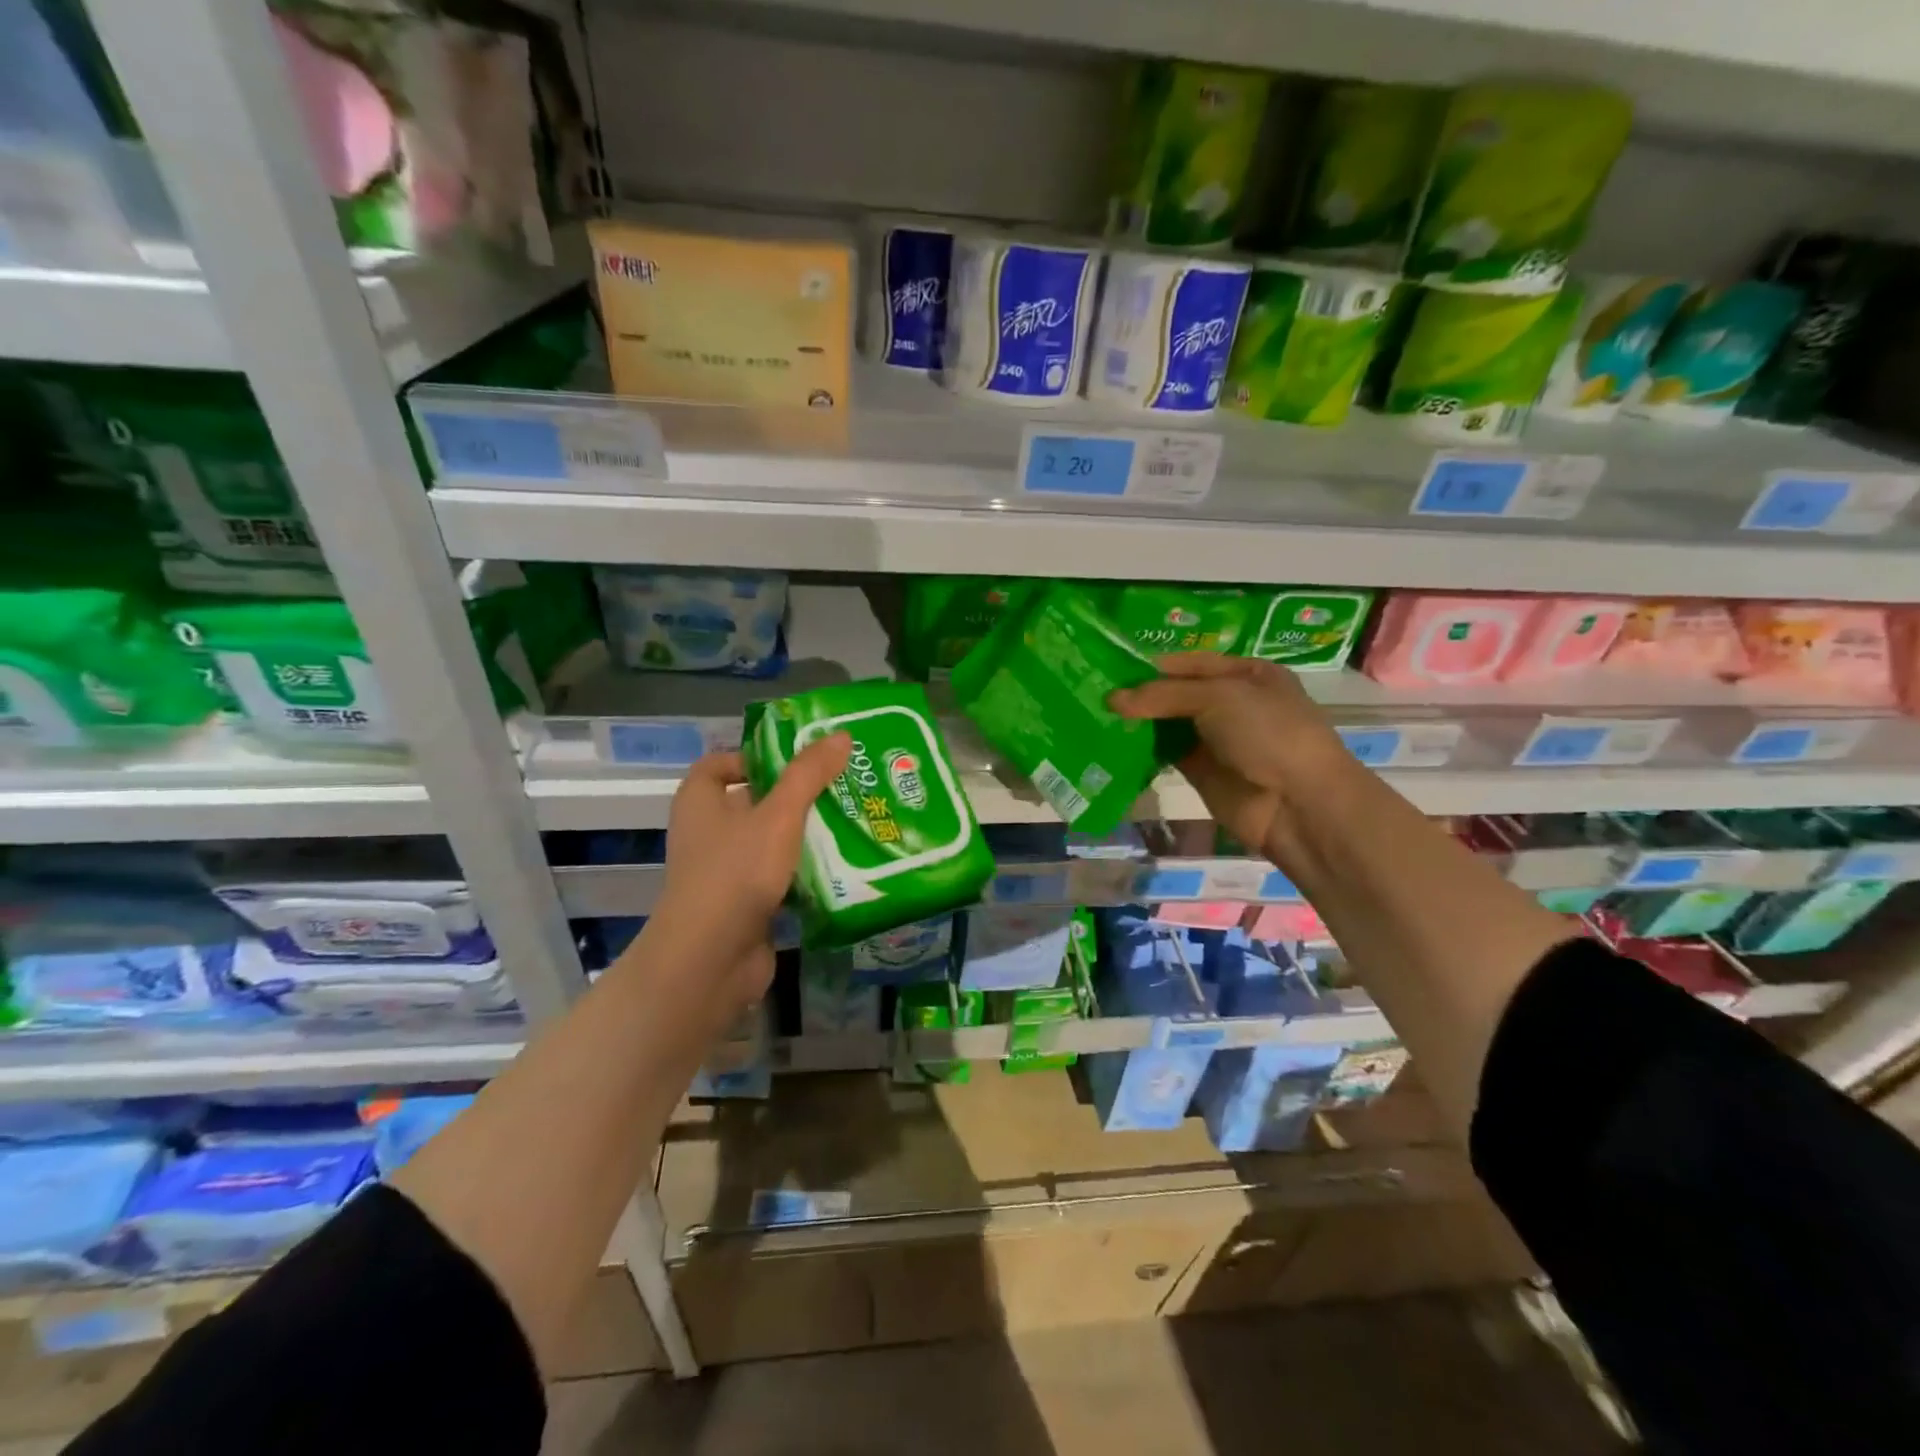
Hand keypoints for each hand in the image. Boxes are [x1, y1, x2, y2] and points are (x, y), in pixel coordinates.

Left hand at [639, 735, 851, 1016]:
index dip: (754, 757)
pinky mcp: (744, 906)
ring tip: (852, 822)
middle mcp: (707, 833)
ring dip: (805, 836)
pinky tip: (843, 867)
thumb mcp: (778, 815)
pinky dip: (805, 873)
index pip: (719, 764)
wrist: (710, 960)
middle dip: (795, 796)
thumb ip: (808, 775)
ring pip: (770, 843)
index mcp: (700, 802)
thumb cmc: (736, 873)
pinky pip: (779, 879)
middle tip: (841, 786)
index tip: (797, 760)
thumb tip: (840, 736)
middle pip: (753, 802)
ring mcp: (725, 873)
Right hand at [1110, 653, 1348, 860]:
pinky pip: (1166, 755)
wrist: (1299, 804)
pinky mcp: (1202, 773)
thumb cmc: (1268, 733)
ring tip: (1094, 715)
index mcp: (1247, 674)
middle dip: (1140, 695)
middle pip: (1177, 693)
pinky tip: (1112, 744)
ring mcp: (1216, 740)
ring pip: (1168, 725)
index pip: (1191, 663)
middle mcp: (1232, 704)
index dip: (1152, 666)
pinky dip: (1143, 750)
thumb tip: (1112, 699)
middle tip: (1093, 693)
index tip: (1110, 669)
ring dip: (1138, 722)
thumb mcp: (1218, 697)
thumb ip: (1163, 695)